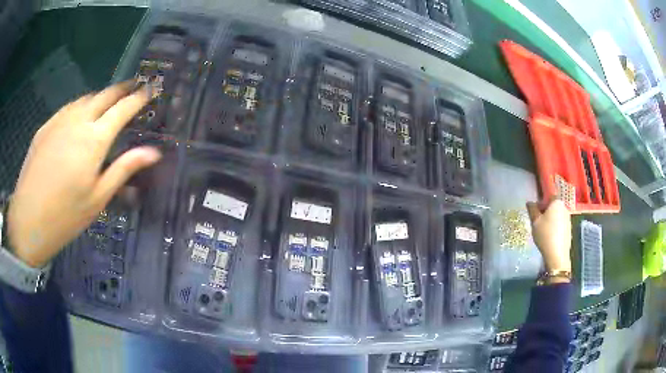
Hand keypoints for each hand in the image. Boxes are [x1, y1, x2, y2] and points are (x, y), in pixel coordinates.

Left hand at [6, 81, 161, 267]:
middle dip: (122, 88)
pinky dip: (81, 105)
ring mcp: (59, 120)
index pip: (123, 108)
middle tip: (134, 85)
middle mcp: (78, 121)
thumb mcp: (98, 198)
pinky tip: (80, 116)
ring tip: (107, 102)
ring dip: (101, 96)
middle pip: (105, 95)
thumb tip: (153, 152)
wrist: (28, 220)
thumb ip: (124, 169)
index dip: (139, 97)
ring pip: (86, 98)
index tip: (151, 88)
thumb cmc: (66, 216)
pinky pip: (68, 108)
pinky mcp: (46, 126)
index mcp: (94, 139)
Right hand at [526, 198, 571, 273]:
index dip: (541, 203)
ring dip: (550, 220)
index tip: (535, 213)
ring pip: (557, 215)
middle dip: (545, 211)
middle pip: (553, 206)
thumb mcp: (535, 222)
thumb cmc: (545, 235)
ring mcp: (568, 219)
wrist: (557, 255)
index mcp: (556, 202)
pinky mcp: (569, 229)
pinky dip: (555, 227)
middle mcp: (564, 207)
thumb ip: (532, 210)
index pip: (548, 196)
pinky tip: (550, 237)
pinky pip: (560, 224)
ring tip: (543, 231)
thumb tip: (530, 202)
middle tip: (537, 222)